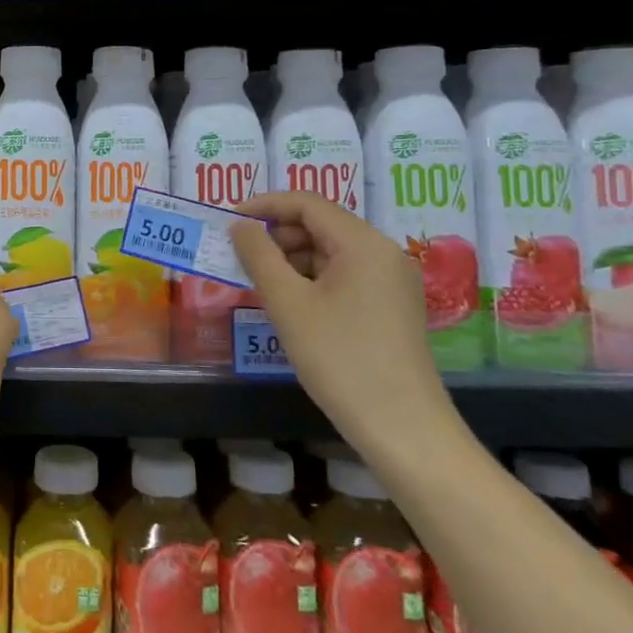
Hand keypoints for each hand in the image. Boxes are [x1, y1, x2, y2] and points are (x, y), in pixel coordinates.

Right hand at [229, 192, 457, 448]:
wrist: (403, 429)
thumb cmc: (340, 358)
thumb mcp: (288, 304)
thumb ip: (259, 256)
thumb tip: (240, 226)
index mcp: (363, 243)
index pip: (307, 203)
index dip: (265, 205)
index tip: (229, 221)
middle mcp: (383, 252)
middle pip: (321, 224)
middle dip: (277, 234)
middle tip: (240, 257)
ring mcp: (392, 282)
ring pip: (332, 252)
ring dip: (292, 259)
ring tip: (260, 283)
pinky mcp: (391, 308)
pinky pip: (345, 276)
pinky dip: (313, 280)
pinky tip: (291, 305)